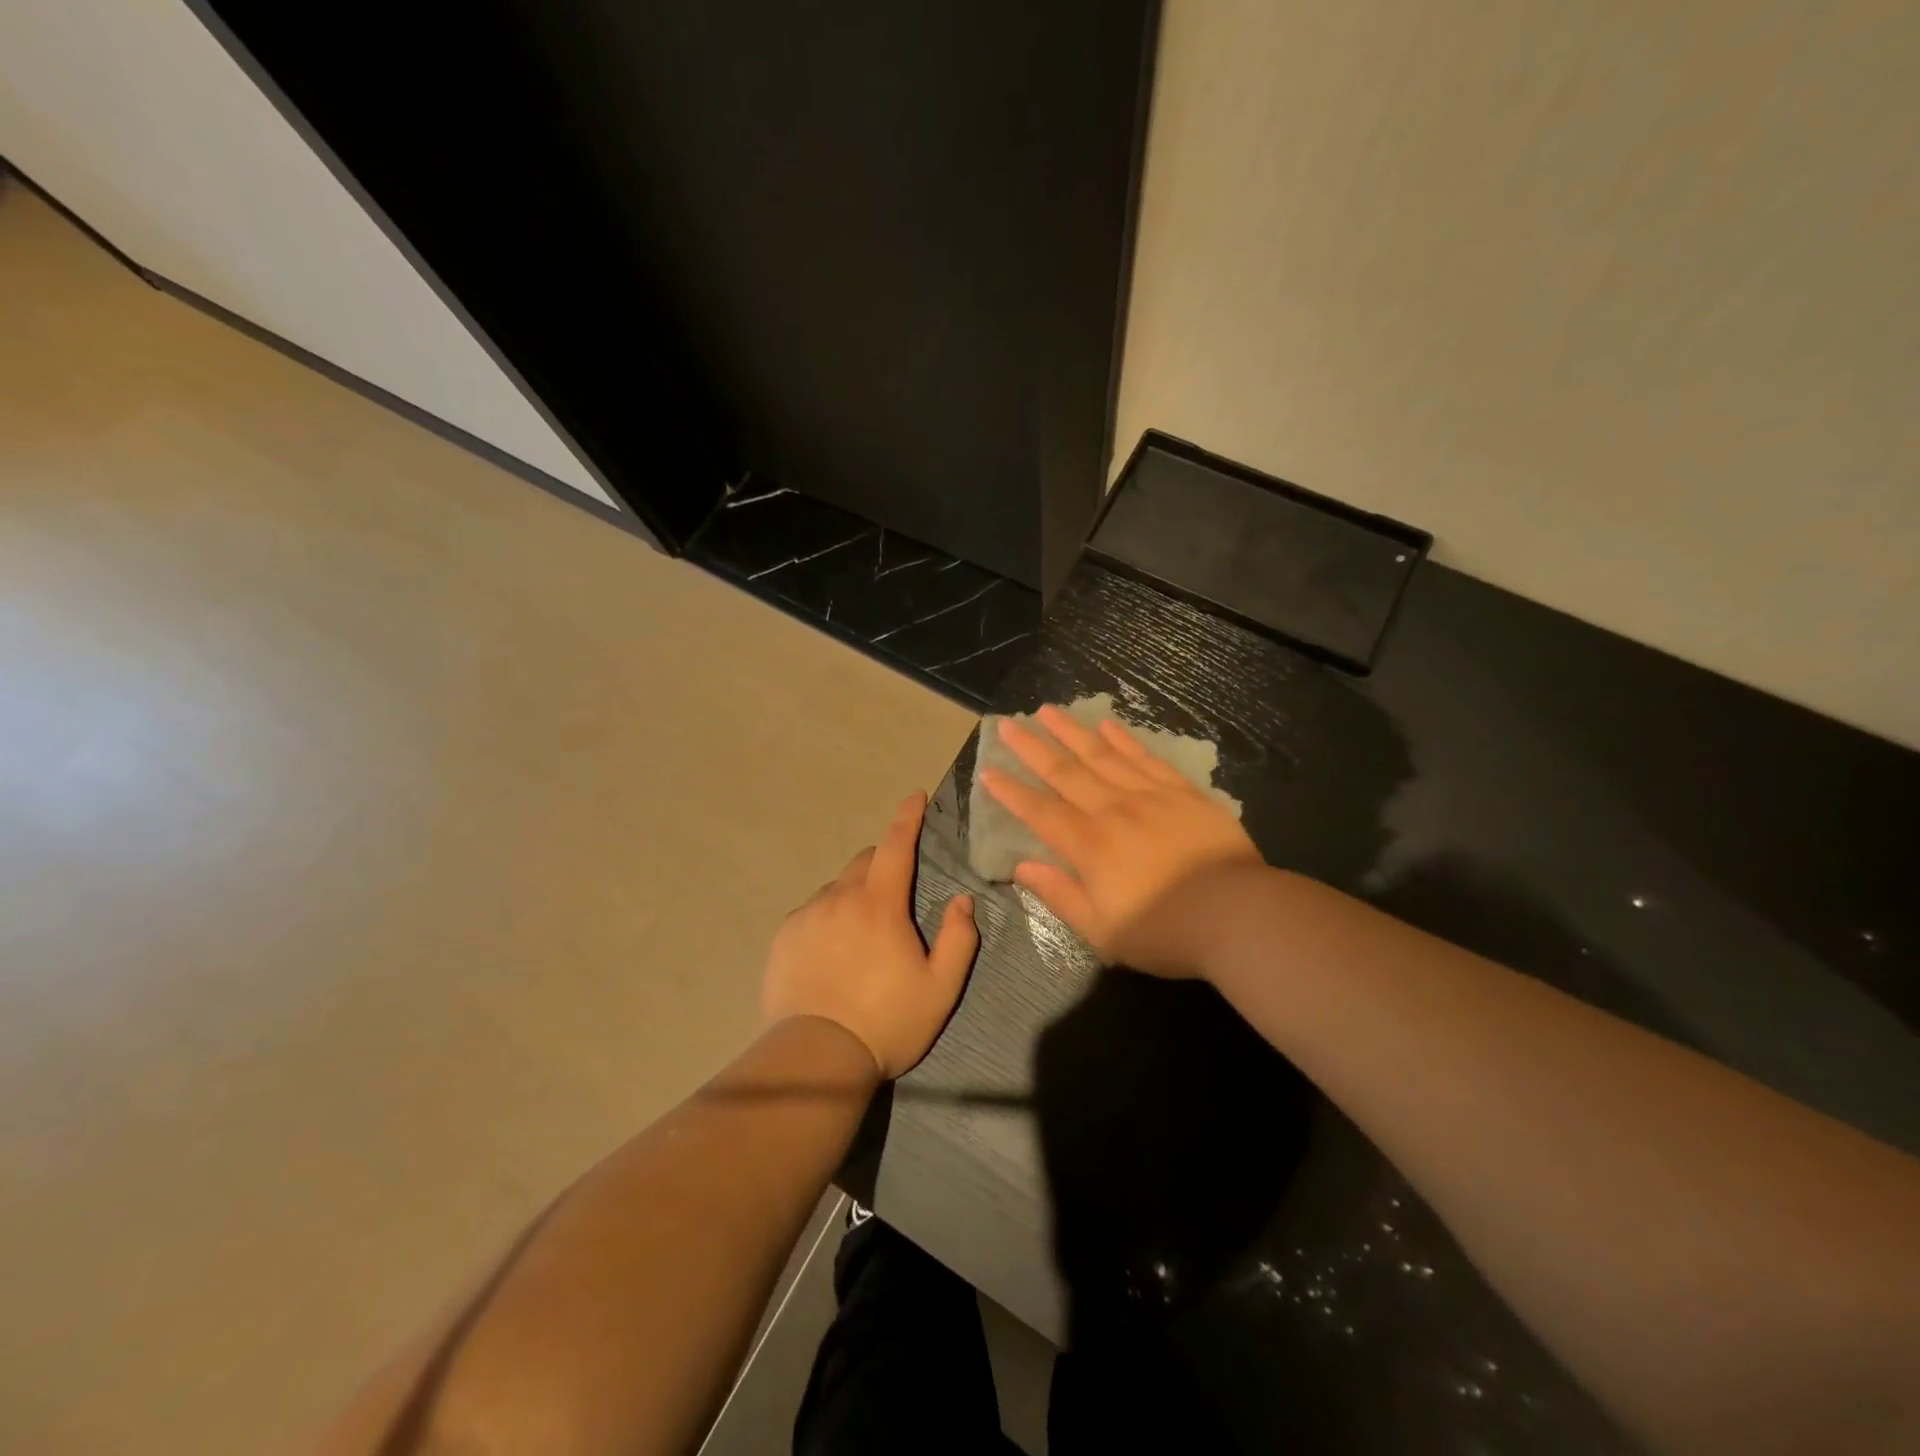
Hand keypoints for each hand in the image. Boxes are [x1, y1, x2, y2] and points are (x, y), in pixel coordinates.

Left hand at [761, 792, 978, 1078]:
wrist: (816, 1058)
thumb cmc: (887, 1022)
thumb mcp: (941, 988)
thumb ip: (959, 938)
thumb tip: (963, 900)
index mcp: (880, 905)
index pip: (896, 845)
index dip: (908, 817)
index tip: (915, 796)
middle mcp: (839, 898)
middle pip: (865, 861)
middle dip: (884, 864)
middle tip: (896, 898)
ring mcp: (807, 916)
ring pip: (837, 886)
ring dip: (855, 894)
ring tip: (862, 935)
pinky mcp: (784, 937)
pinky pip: (812, 910)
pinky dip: (828, 916)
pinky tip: (832, 951)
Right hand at [979, 705, 1262, 975]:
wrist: (1238, 914)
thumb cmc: (1165, 931)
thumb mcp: (1103, 931)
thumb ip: (1060, 895)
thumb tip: (1022, 867)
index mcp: (1089, 846)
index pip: (1039, 811)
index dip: (1011, 792)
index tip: (988, 771)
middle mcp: (1112, 810)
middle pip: (1065, 772)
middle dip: (1032, 748)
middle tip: (1008, 724)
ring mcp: (1149, 795)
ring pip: (1101, 755)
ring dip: (1072, 732)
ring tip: (1048, 711)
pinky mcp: (1182, 792)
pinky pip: (1146, 758)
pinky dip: (1124, 740)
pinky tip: (1107, 725)